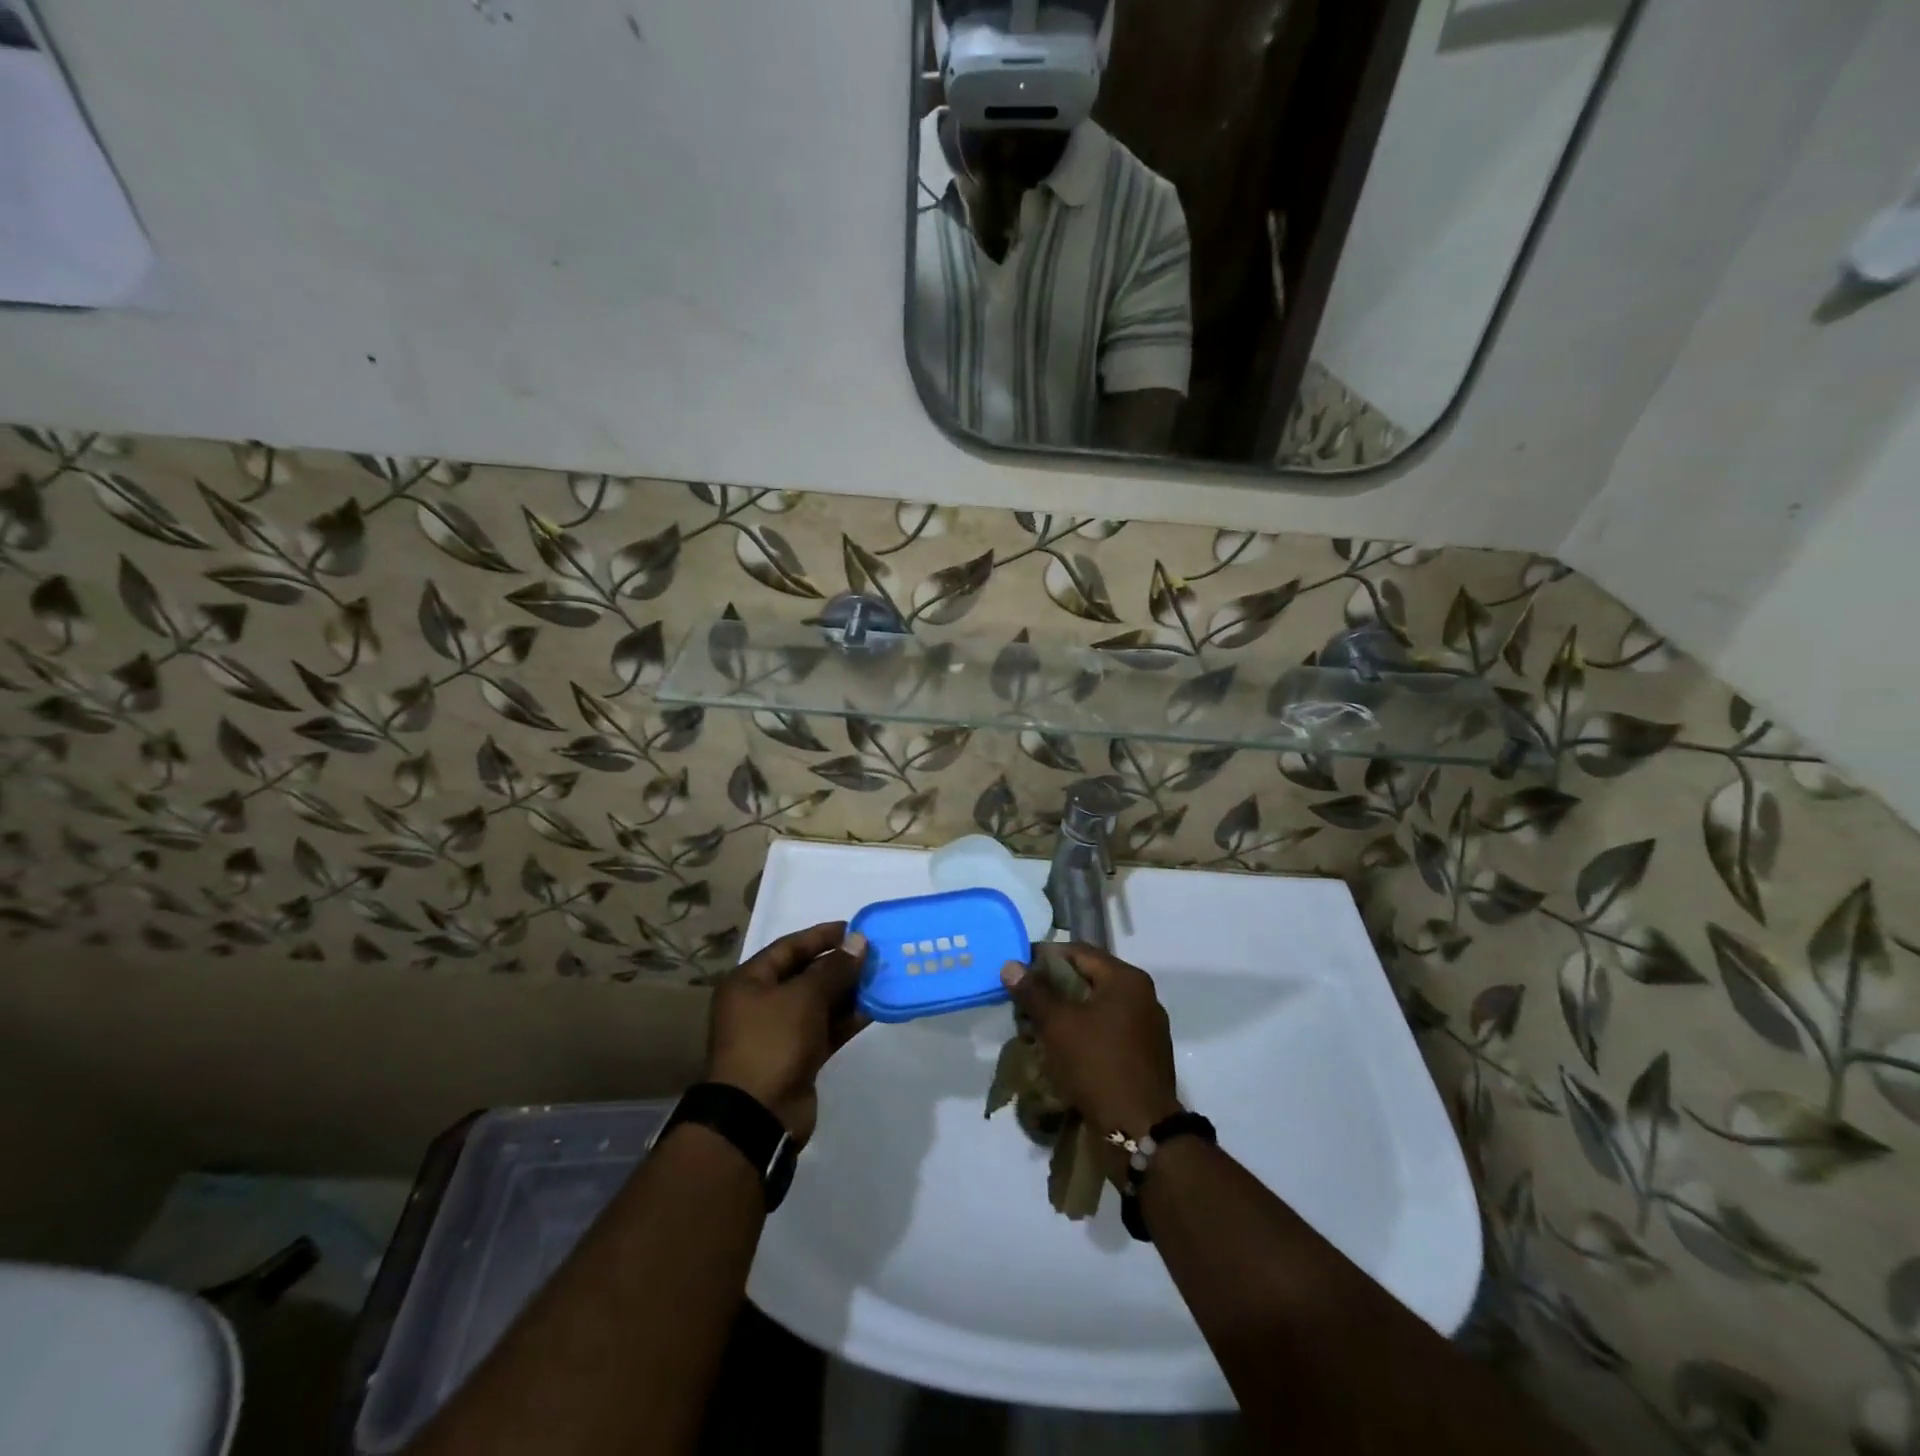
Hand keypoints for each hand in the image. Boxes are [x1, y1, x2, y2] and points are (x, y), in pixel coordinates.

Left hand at [706, 922, 868, 1144]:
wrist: (757, 1116)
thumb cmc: (773, 1042)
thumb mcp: (804, 997)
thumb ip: (834, 968)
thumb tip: (859, 941)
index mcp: (749, 982)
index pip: (789, 947)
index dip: (821, 936)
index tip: (854, 929)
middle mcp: (761, 1003)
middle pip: (805, 974)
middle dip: (839, 964)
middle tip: (874, 954)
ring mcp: (780, 1032)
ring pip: (819, 1002)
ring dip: (848, 991)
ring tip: (881, 977)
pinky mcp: (798, 1056)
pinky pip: (825, 1028)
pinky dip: (847, 1018)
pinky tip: (875, 1007)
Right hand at [1000, 945, 1179, 1139]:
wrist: (1140, 1130)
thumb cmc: (1097, 1065)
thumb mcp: (1058, 1025)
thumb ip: (1034, 992)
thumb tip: (1011, 965)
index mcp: (1126, 980)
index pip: (1079, 952)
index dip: (1045, 957)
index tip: (1018, 970)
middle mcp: (1141, 997)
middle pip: (1088, 979)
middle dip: (1053, 989)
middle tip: (1022, 1002)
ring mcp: (1146, 1028)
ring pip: (1096, 1008)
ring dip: (1066, 1014)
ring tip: (1035, 1028)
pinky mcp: (1143, 1056)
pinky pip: (1107, 1032)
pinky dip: (1082, 1034)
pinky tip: (1060, 1050)